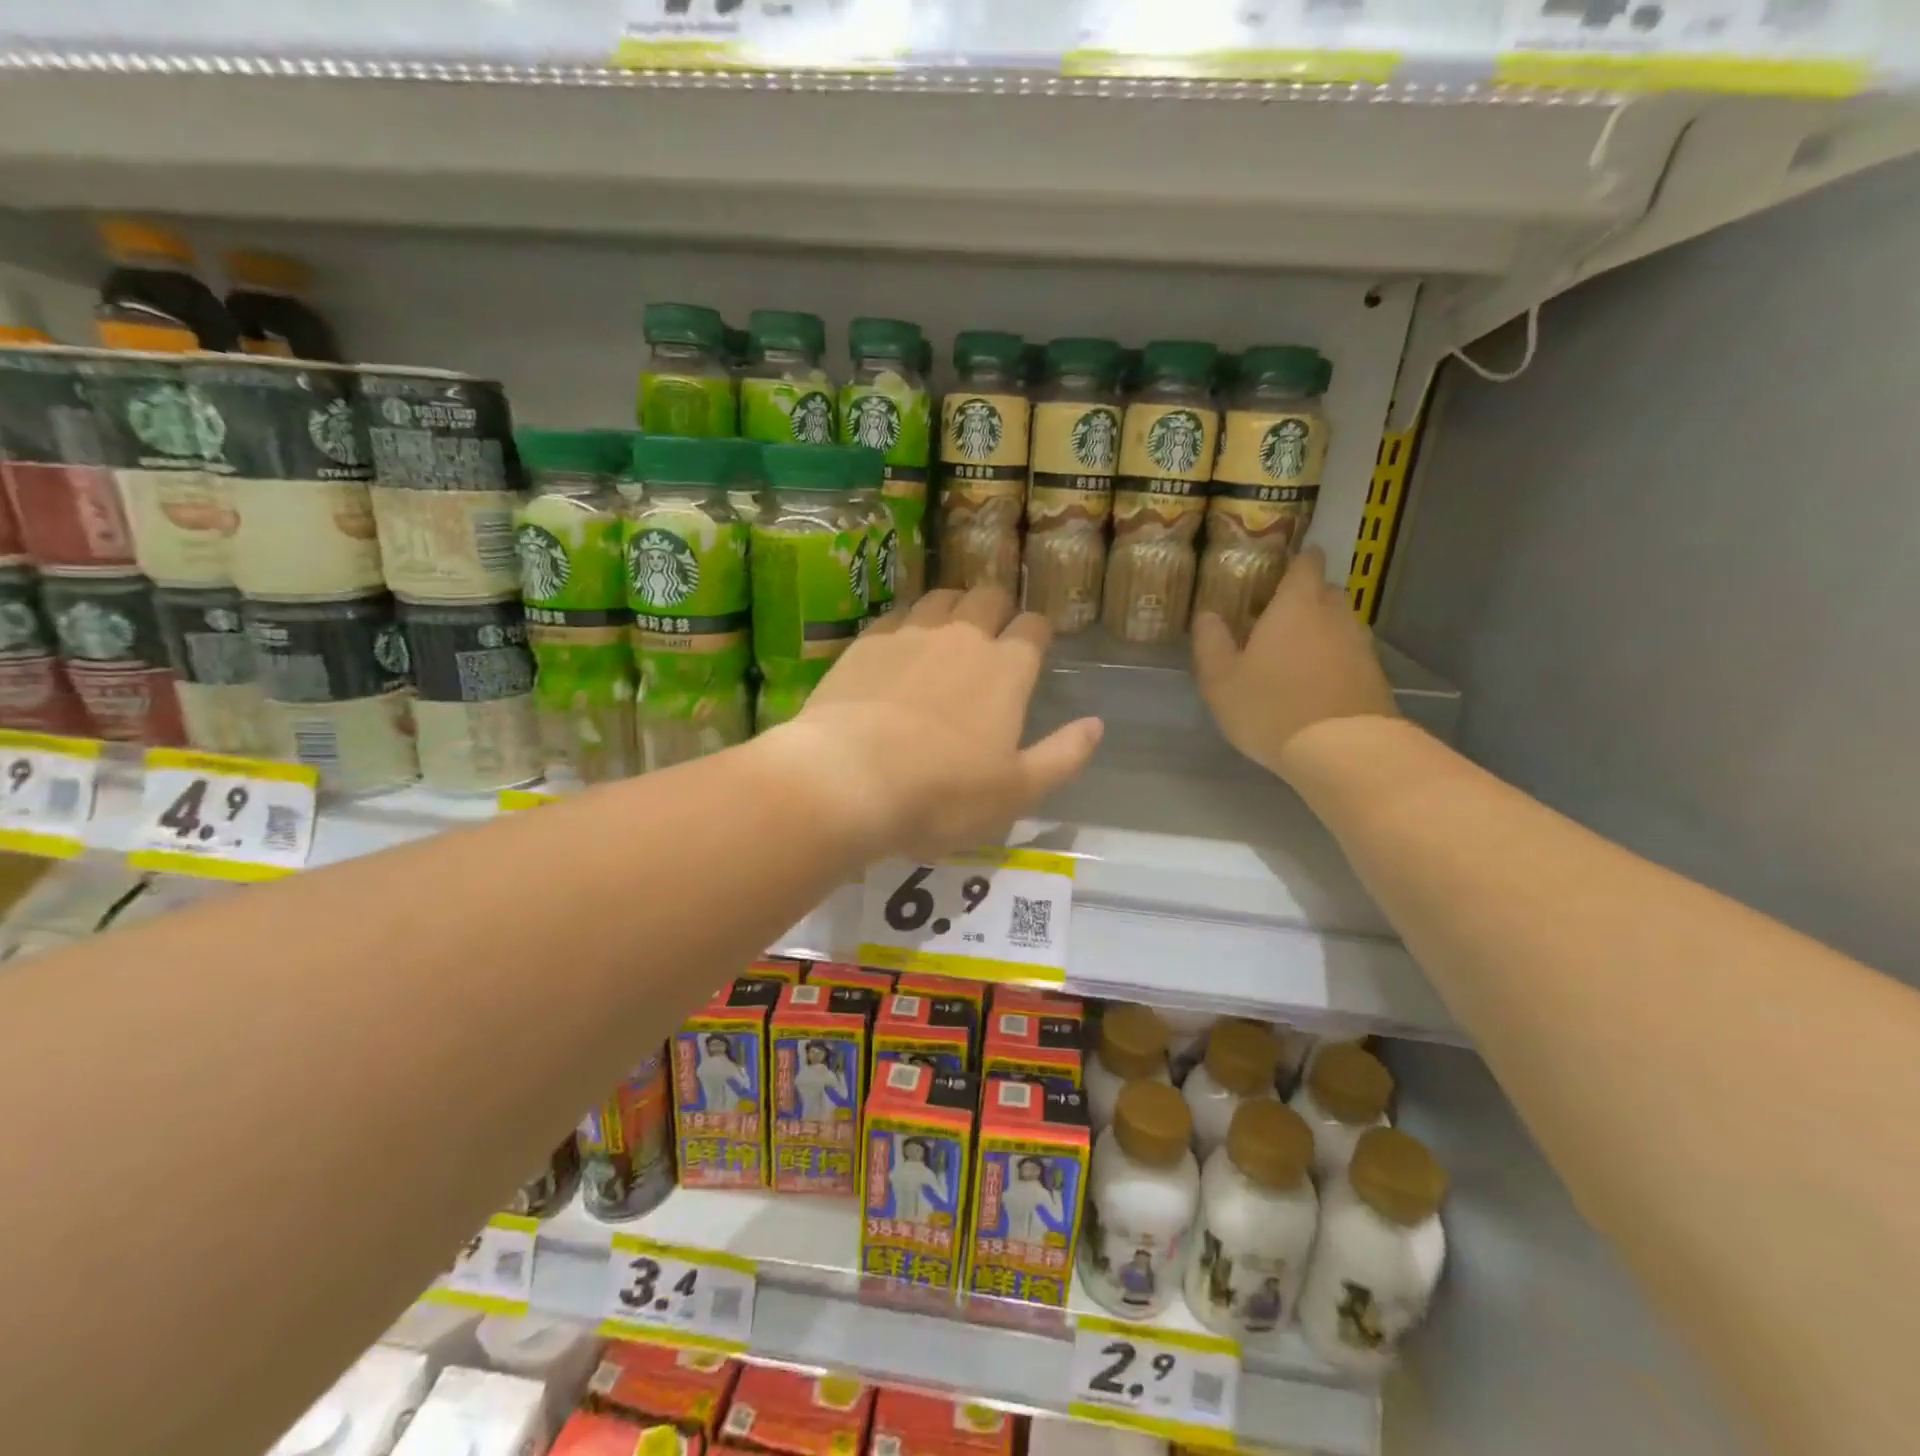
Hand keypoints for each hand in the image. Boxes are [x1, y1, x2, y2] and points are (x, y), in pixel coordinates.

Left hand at [780, 587, 1103, 860]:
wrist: (848, 778)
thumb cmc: (942, 793)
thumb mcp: (1017, 792)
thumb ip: (1063, 756)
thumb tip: (1097, 725)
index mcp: (1006, 668)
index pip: (1034, 627)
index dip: (1038, 632)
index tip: (1035, 645)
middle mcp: (962, 637)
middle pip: (988, 597)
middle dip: (998, 608)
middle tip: (993, 633)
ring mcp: (910, 634)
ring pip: (941, 597)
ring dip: (953, 606)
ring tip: (948, 630)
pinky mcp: (865, 643)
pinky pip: (896, 616)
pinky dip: (906, 624)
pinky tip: (899, 647)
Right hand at [1193, 547, 1398, 781]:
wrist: (1342, 749)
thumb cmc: (1271, 706)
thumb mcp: (1221, 680)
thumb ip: (1211, 643)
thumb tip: (1207, 615)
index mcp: (1296, 604)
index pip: (1306, 563)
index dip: (1296, 560)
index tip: (1281, 567)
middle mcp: (1334, 614)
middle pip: (1324, 591)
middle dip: (1305, 597)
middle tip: (1277, 616)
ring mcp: (1360, 644)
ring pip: (1339, 623)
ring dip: (1320, 630)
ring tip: (1294, 652)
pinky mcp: (1374, 675)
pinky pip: (1350, 653)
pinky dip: (1333, 659)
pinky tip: (1314, 682)